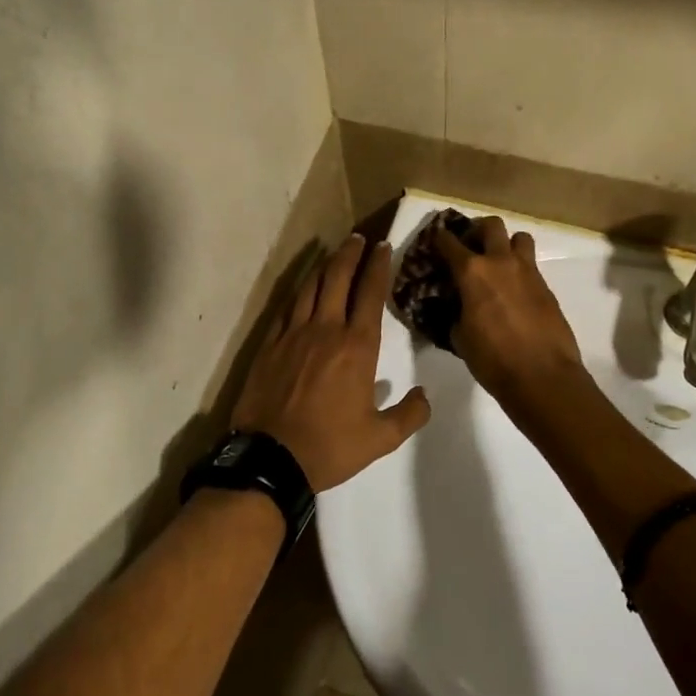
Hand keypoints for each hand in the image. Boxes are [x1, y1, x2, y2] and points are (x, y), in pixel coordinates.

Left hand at [231, 234, 431, 492]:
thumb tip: (425, 395)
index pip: (370, 293)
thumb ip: (409, 415)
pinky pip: (287, 306)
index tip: (383, 246)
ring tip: (334, 252)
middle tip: (359, 238)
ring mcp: (294, 334)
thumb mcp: (380, 439)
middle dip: (351, 253)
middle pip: (338, 278)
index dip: (378, 266)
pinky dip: (300, 289)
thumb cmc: (330, 446)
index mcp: (357, 346)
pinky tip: (304, 286)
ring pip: (311, 286)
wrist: (270, 457)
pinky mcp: (270, 344)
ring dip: (325, 265)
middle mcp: (326, 329)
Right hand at [434, 218, 584, 404]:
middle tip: (470, 246)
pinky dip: (519, 270)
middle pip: (491, 225)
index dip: (439, 238)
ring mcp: (528, 272)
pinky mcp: (546, 287)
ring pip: (519, 238)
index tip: (435, 240)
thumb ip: (455, 313)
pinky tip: (513, 292)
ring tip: (498, 264)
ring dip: (506, 244)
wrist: (542, 376)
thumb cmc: (493, 359)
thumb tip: (458, 307)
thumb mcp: (460, 337)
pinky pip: (531, 265)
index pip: (449, 242)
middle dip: (477, 230)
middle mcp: (501, 262)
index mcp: (472, 271)